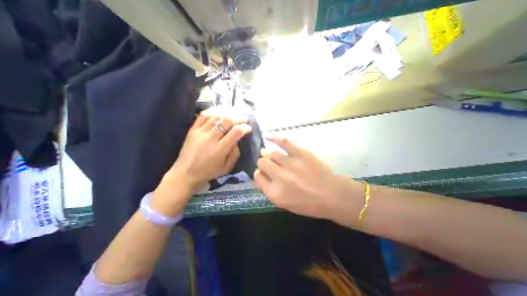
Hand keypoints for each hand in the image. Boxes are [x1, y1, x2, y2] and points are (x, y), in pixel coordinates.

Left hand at [168, 106, 250, 191]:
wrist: (185, 173)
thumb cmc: (208, 172)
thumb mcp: (226, 168)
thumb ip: (235, 154)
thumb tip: (237, 140)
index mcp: (220, 149)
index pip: (235, 132)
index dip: (244, 128)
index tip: (248, 128)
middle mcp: (211, 138)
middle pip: (227, 121)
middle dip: (238, 118)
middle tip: (243, 119)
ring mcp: (200, 132)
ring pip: (216, 116)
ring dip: (227, 113)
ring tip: (233, 114)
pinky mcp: (192, 130)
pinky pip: (203, 116)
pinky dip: (212, 111)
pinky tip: (219, 112)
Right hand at [254, 139, 362, 223]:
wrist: (332, 195)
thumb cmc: (308, 204)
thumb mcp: (284, 204)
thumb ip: (269, 189)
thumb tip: (260, 172)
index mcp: (275, 193)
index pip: (258, 177)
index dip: (259, 173)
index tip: (263, 173)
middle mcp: (280, 177)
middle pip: (262, 163)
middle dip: (263, 164)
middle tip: (269, 166)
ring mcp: (291, 163)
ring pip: (271, 154)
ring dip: (268, 155)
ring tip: (270, 155)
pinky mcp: (301, 153)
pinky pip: (284, 142)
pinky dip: (274, 138)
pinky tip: (267, 137)